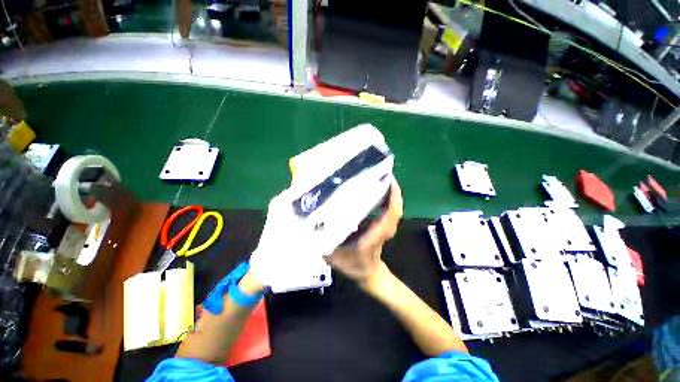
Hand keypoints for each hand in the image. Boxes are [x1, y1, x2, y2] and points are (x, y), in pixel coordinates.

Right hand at [323, 178, 402, 285]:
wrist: (368, 274)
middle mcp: (384, 226)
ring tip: (374, 175)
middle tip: (377, 170)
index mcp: (377, 233)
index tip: (388, 178)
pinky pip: (386, 207)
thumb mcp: (335, 257)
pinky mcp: (381, 222)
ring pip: (391, 204)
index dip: (393, 195)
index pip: (392, 212)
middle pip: (394, 203)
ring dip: (386, 189)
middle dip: (389, 186)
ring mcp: (385, 224)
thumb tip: (310, 223)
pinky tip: (370, 188)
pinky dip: (383, 196)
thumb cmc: (354, 266)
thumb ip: (323, 243)